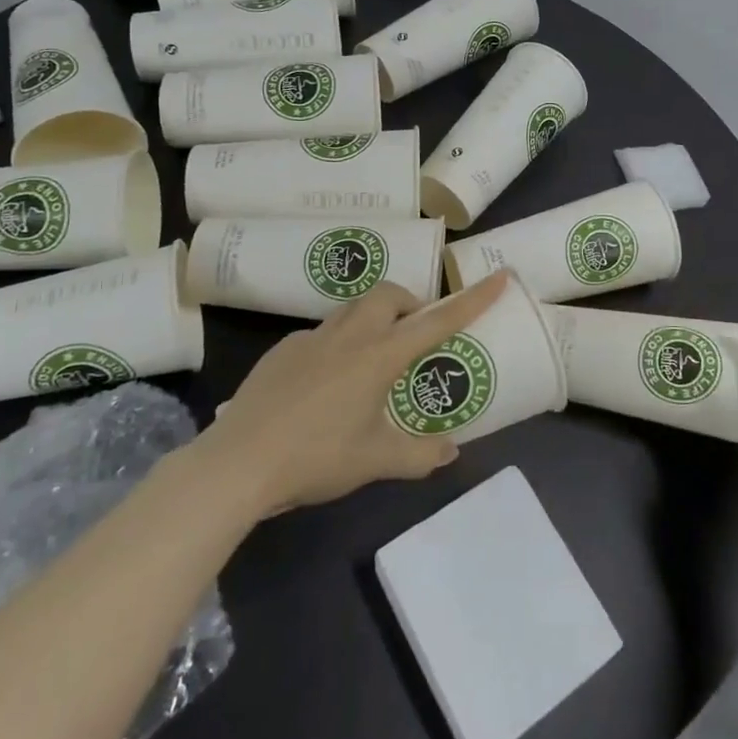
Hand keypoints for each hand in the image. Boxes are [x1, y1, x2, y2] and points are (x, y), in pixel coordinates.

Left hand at [201, 272, 510, 516]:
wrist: (237, 462)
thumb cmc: (315, 458)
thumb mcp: (375, 461)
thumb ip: (418, 455)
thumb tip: (450, 450)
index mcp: (379, 356)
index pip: (437, 321)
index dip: (473, 298)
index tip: (500, 276)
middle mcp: (349, 336)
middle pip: (389, 294)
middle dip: (409, 302)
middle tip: (414, 334)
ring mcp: (312, 339)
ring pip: (352, 308)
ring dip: (373, 317)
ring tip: (372, 356)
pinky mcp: (282, 350)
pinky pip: (321, 333)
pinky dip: (337, 342)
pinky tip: (325, 382)